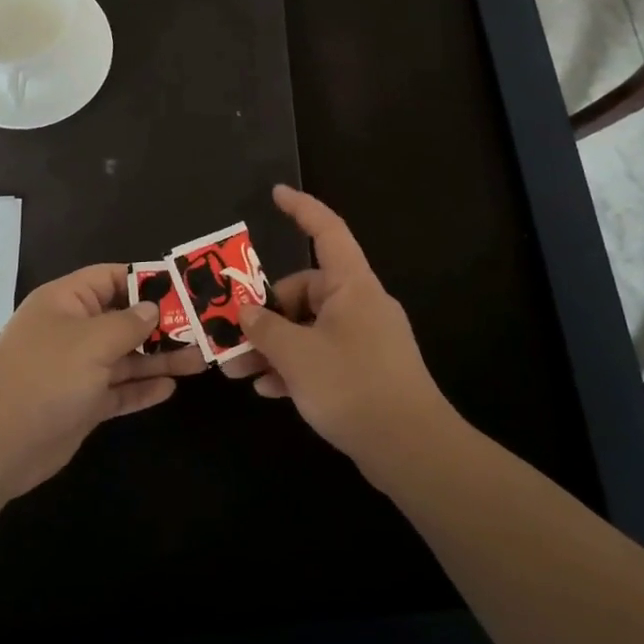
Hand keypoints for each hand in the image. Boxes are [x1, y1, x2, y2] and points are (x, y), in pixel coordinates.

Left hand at [0, 265, 205, 498]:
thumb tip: (151, 308)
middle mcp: (72, 331)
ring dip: (159, 358)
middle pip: (123, 319)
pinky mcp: (81, 404)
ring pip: (125, 357)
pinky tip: (170, 388)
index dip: (147, 280)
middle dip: (161, 324)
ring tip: (200, 359)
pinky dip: (141, 389)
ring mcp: (77, 369)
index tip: (185, 287)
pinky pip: (118, 390)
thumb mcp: (92, 340)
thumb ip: (128, 323)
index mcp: (66, 302)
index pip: (111, 278)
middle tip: (203, 328)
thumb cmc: (46, 376)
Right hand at [224, 186, 446, 465]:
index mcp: (352, 286)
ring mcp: (364, 339)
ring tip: (239, 371)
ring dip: (273, 346)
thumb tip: (245, 313)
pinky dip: (294, 368)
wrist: (412, 449)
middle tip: (232, 338)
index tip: (276, 193)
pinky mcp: (365, 370)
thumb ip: (264, 328)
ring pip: (308, 328)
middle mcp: (360, 305)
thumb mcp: (297, 354)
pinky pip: (321, 356)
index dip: (302, 209)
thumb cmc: (353, 386)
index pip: (327, 232)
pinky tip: (269, 391)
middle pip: (304, 291)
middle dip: (264, 314)